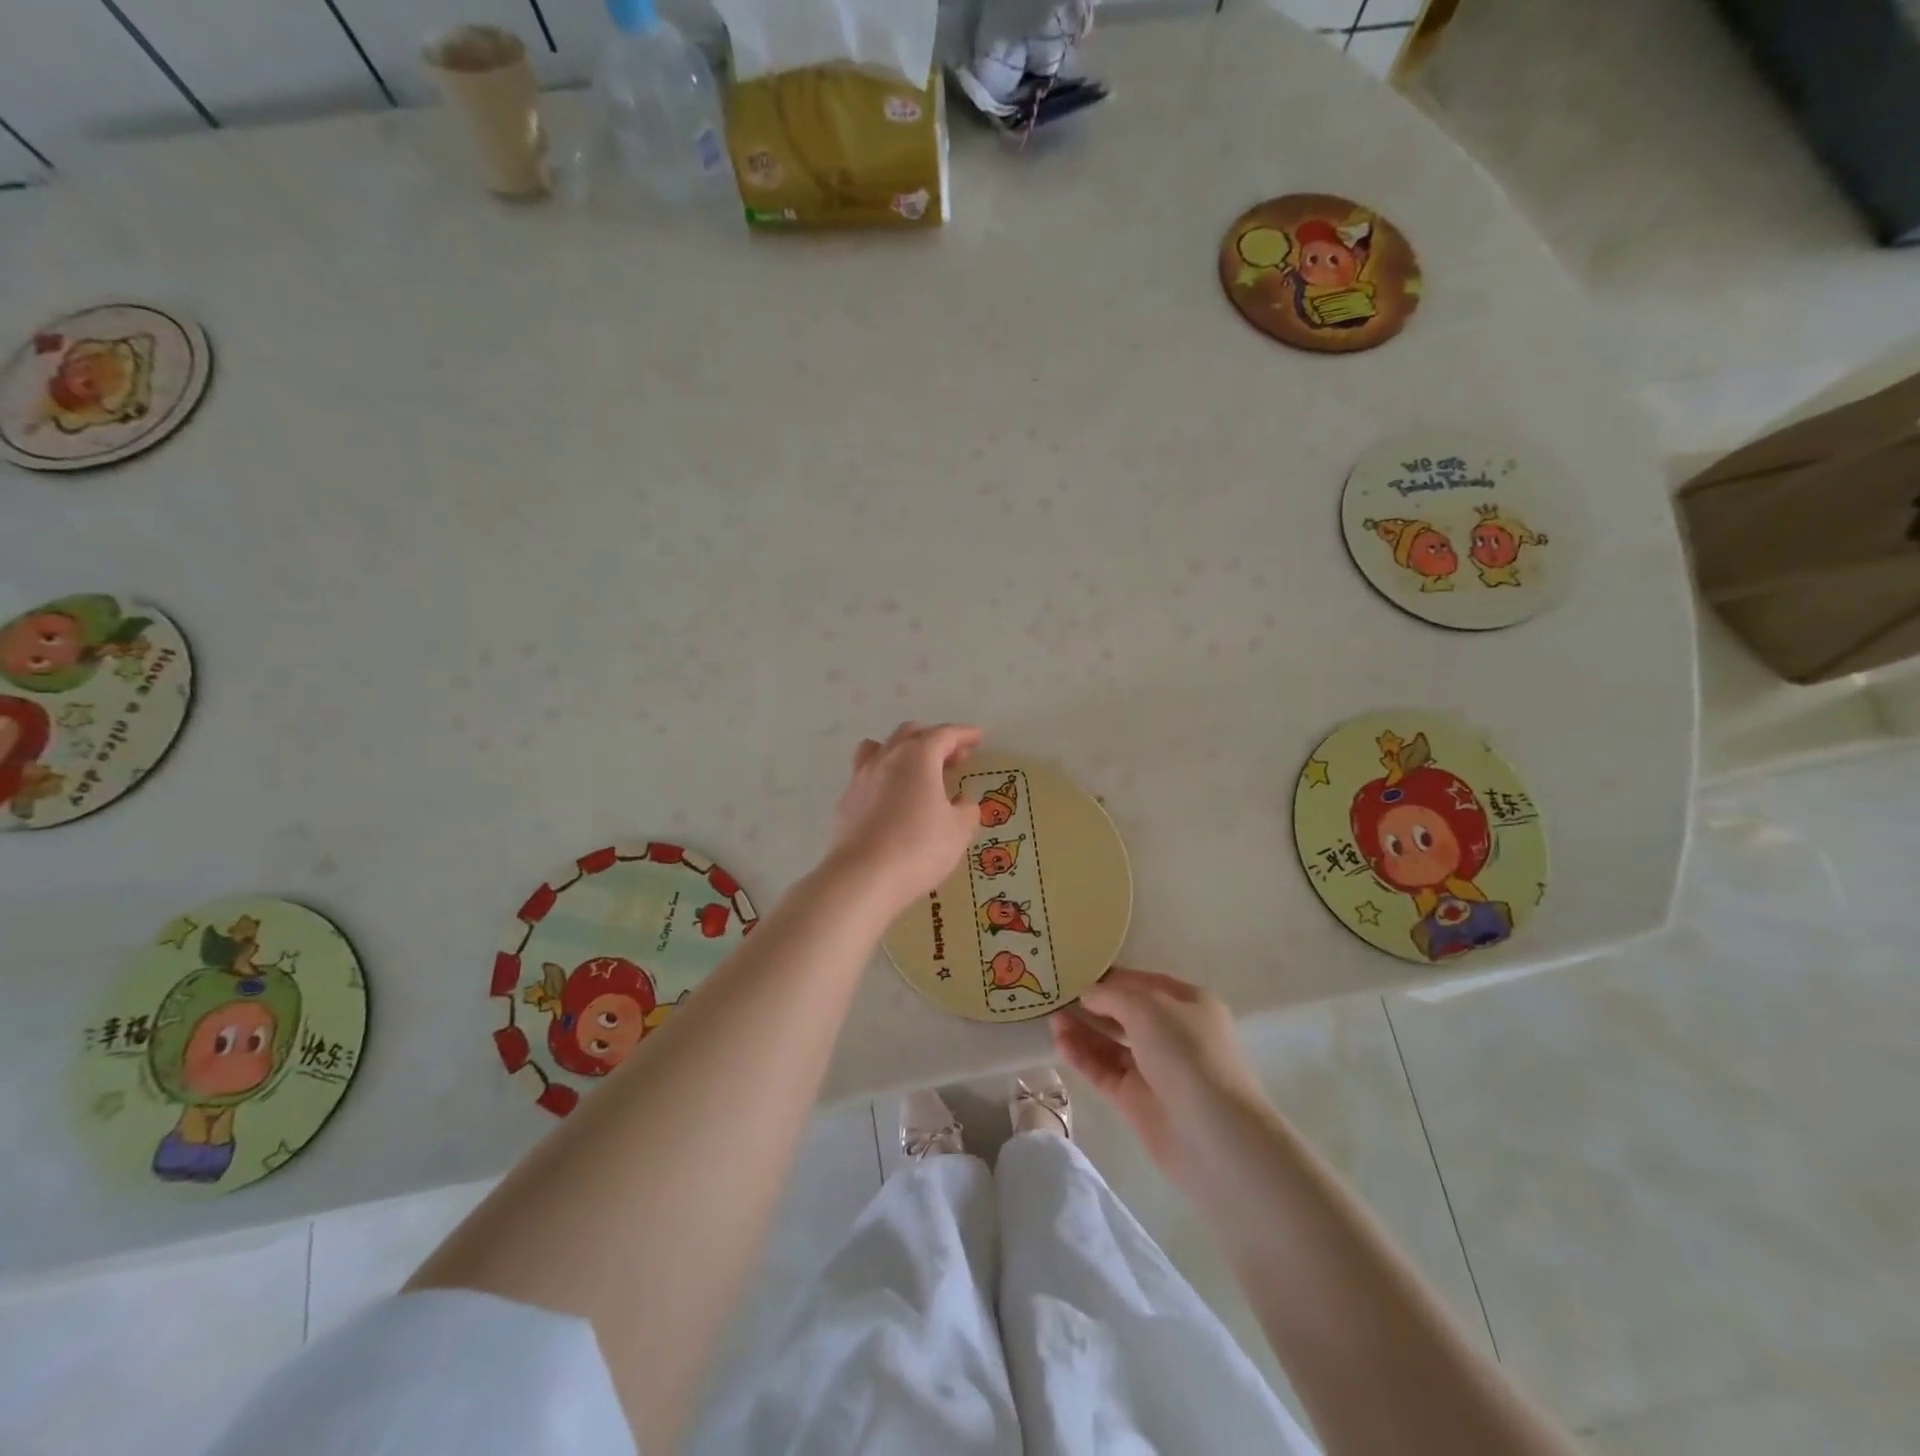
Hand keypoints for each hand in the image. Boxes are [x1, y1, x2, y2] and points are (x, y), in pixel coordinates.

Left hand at [827, 722, 982, 918]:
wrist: (863, 877)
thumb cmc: (919, 848)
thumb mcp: (958, 830)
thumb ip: (966, 810)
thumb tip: (962, 802)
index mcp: (918, 757)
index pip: (944, 734)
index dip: (963, 734)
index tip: (978, 737)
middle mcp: (887, 758)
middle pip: (910, 734)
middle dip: (935, 740)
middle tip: (954, 758)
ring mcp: (861, 778)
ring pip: (881, 748)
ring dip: (903, 751)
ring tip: (916, 770)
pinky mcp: (846, 801)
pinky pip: (867, 774)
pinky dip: (885, 776)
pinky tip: (893, 799)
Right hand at [1053, 967, 1270, 1187]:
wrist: (1214, 1135)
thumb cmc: (1187, 1054)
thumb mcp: (1148, 1008)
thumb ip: (1112, 996)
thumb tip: (1088, 994)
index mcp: (1189, 1004)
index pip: (1143, 983)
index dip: (1111, 977)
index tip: (1076, 971)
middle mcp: (1174, 1034)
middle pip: (1126, 1013)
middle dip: (1094, 1004)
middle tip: (1056, 995)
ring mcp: (1155, 1069)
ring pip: (1112, 1043)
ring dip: (1083, 1030)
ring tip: (1051, 1018)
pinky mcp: (1137, 1101)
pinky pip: (1105, 1071)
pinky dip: (1084, 1057)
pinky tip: (1060, 1043)